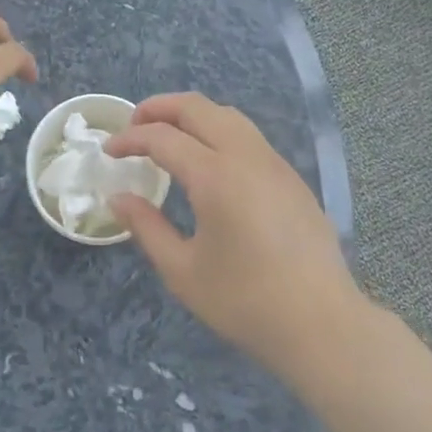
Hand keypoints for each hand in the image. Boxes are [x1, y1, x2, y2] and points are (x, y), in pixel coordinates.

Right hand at [105, 94, 363, 388]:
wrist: (322, 324)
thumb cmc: (245, 302)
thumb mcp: (183, 271)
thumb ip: (147, 227)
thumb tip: (119, 198)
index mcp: (215, 176)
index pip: (163, 138)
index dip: (130, 139)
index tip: (109, 150)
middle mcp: (245, 156)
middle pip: (197, 107)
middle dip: (159, 108)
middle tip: (134, 125)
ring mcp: (273, 162)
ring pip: (227, 115)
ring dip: (192, 114)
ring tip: (168, 134)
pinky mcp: (291, 176)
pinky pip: (248, 135)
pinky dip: (218, 130)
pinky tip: (208, 159)